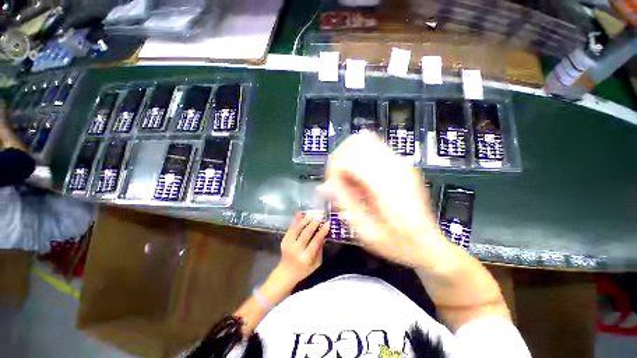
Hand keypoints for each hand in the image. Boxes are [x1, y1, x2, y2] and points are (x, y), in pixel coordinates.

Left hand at [275, 212, 328, 283]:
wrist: (285, 273)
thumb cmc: (304, 270)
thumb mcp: (316, 263)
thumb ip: (319, 250)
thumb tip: (323, 236)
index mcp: (306, 257)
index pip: (315, 242)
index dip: (322, 232)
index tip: (328, 224)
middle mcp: (296, 250)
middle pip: (305, 234)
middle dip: (313, 224)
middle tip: (319, 217)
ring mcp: (288, 244)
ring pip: (297, 229)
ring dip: (304, 221)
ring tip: (311, 215)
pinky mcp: (284, 240)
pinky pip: (290, 229)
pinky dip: (295, 221)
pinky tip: (299, 214)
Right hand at [323, 133, 448, 267]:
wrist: (428, 244)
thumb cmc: (397, 243)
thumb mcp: (366, 231)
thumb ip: (344, 204)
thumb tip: (323, 186)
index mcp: (386, 185)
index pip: (349, 159)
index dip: (334, 171)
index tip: (332, 188)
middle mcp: (395, 166)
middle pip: (356, 143)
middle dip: (340, 160)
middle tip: (338, 182)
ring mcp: (401, 162)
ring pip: (365, 141)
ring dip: (350, 157)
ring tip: (349, 179)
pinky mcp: (402, 163)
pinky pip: (374, 148)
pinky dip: (360, 158)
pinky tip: (361, 177)